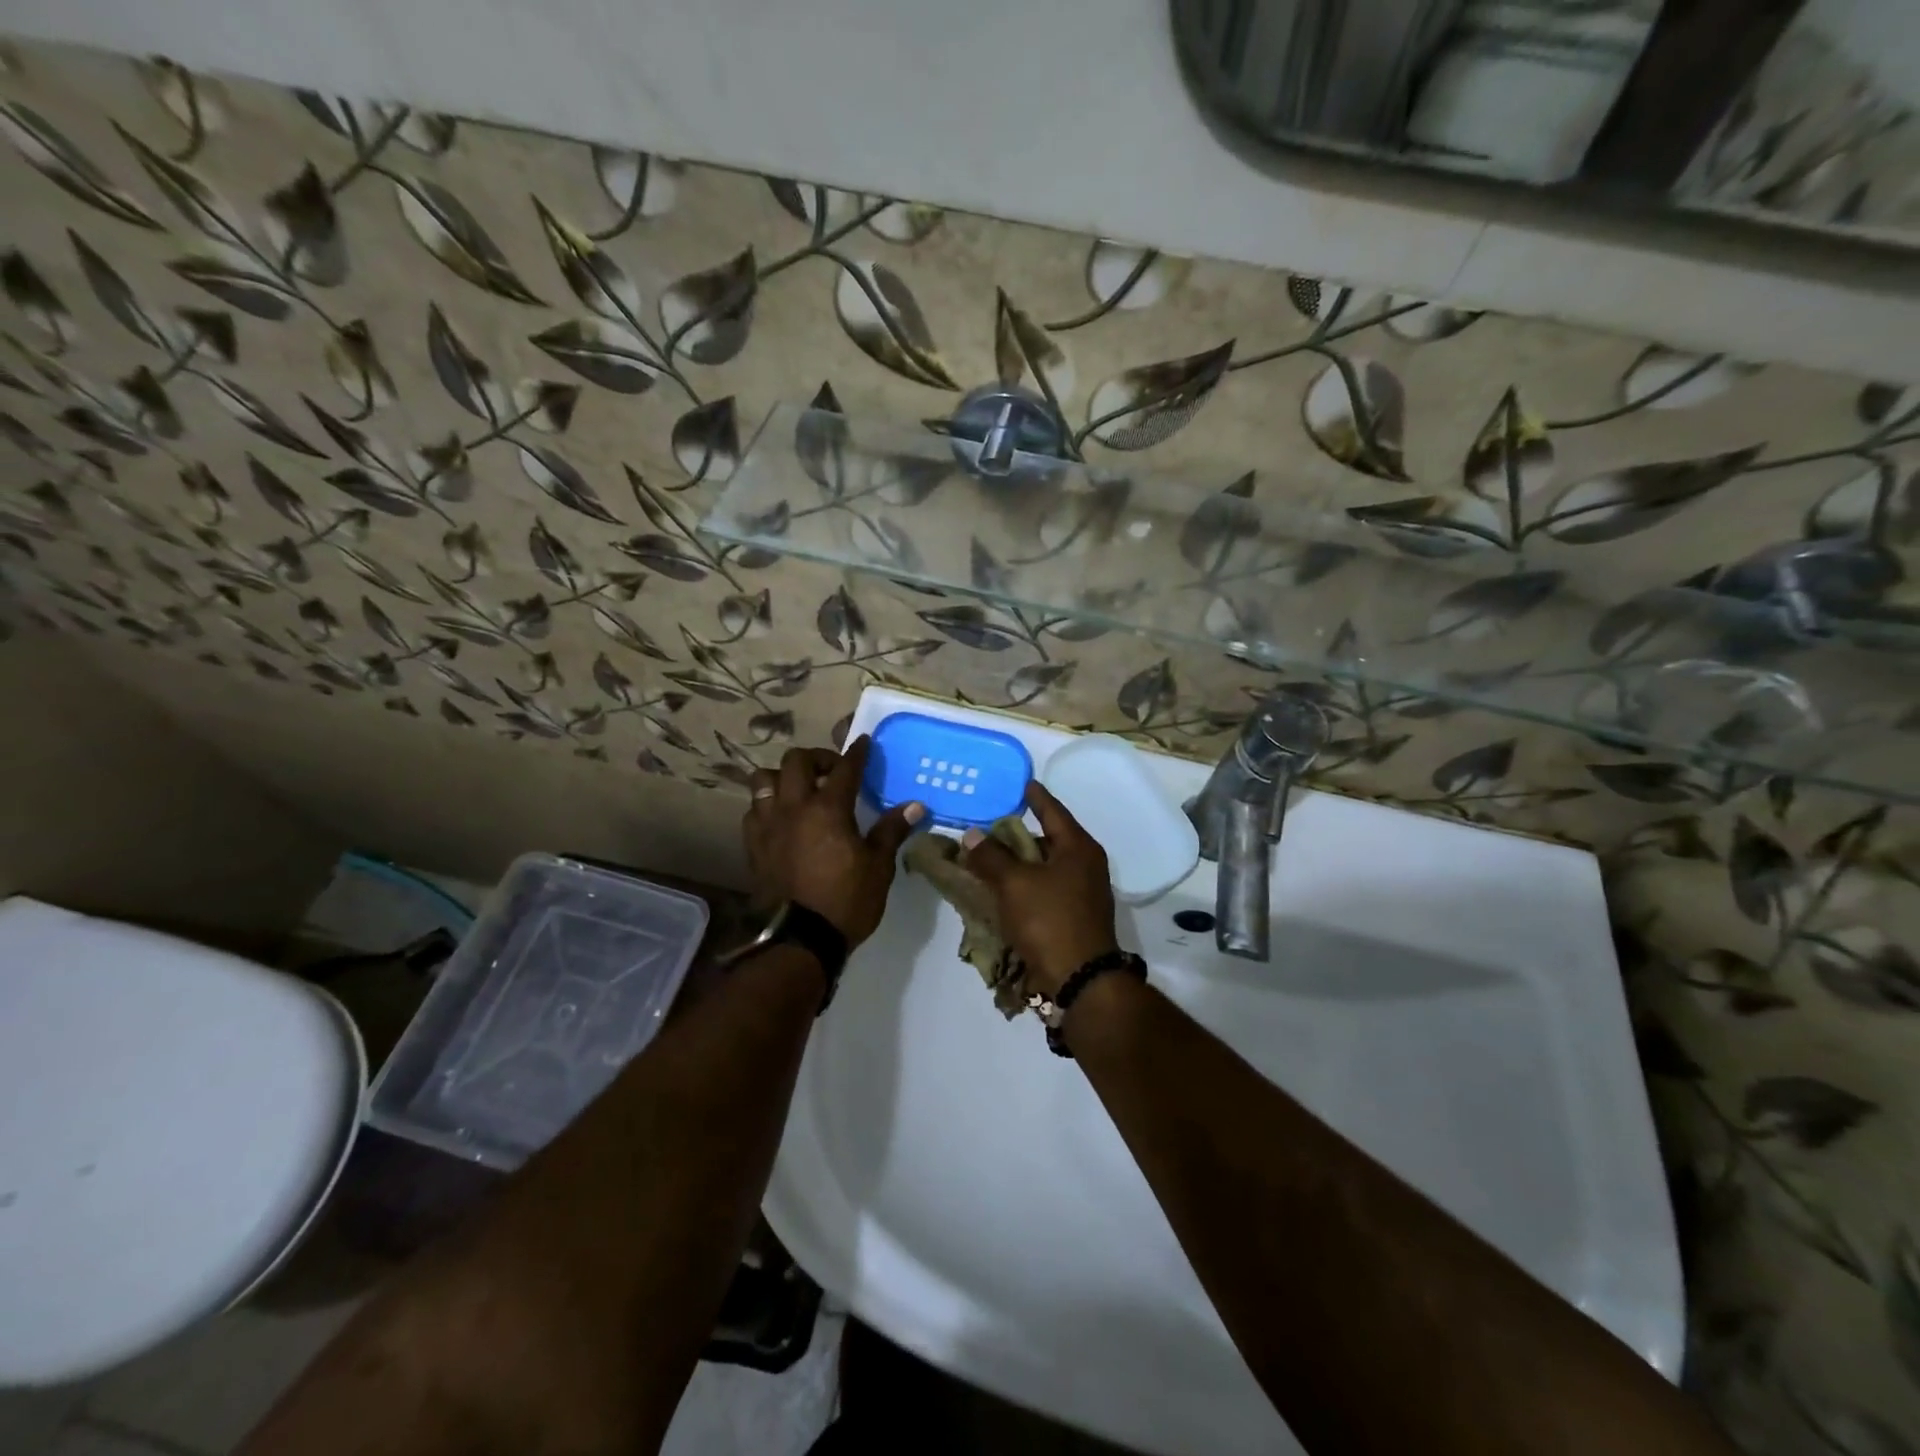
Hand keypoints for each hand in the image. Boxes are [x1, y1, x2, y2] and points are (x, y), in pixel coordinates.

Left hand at [744, 738, 923, 945]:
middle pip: (796, 762)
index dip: (857, 753)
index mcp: (828, 808)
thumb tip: (915, 805)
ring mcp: (768, 825)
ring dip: (783, 778)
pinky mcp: (753, 845)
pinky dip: (767, 805)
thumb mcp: (879, 866)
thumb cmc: (846, 900)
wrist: (800, 940)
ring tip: (800, 791)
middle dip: (817, 758)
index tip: (863, 743)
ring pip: (764, 780)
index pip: (845, 768)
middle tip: (833, 771)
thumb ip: (891, 830)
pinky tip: (781, 818)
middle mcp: (794, 807)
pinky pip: (754, 810)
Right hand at [962, 782, 1118, 997]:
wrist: (1080, 979)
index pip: (1054, 812)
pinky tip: (1002, 890)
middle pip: (1048, 840)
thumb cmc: (1050, 920)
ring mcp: (1083, 893)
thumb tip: (972, 834)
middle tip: (991, 826)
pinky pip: (1045, 890)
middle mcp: (1086, 866)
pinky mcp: (1074, 917)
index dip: (1036, 797)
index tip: (1023, 783)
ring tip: (989, 858)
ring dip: (1019, 864)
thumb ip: (991, 856)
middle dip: (1019, 835)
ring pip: (1045, 868)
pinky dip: (1025, 886)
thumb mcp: (1014, 883)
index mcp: (1078, 848)